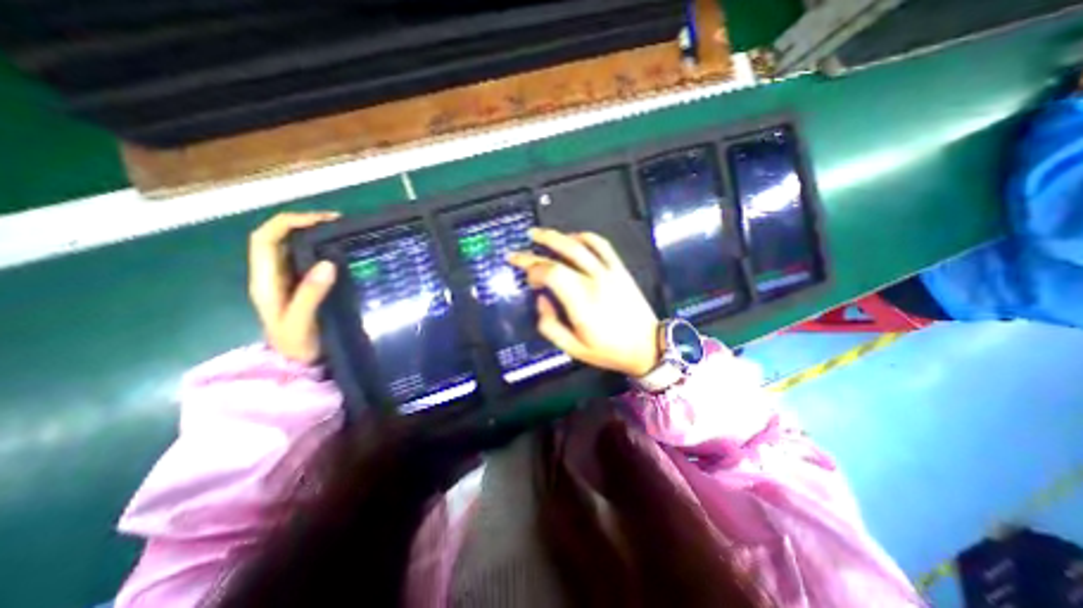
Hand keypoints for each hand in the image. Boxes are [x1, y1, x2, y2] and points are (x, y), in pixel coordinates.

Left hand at [247, 212, 335, 363]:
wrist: (300, 366)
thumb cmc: (298, 348)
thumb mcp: (301, 323)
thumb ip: (310, 295)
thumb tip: (328, 262)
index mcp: (265, 281)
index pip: (265, 239)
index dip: (289, 222)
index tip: (322, 220)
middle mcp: (272, 275)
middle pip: (277, 237)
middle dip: (304, 222)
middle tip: (339, 223)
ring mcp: (287, 281)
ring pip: (292, 246)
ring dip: (314, 234)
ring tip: (343, 232)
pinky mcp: (302, 287)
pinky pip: (308, 260)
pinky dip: (323, 249)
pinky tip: (342, 251)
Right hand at [508, 228, 659, 376]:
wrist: (648, 346)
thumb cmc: (608, 351)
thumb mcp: (573, 349)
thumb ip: (550, 325)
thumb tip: (541, 299)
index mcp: (581, 302)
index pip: (551, 273)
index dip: (533, 270)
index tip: (527, 278)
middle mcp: (595, 281)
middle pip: (562, 253)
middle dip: (536, 249)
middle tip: (519, 249)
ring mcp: (610, 272)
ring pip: (581, 244)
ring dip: (557, 236)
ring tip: (539, 235)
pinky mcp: (620, 269)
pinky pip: (602, 245)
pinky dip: (585, 237)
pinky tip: (573, 238)